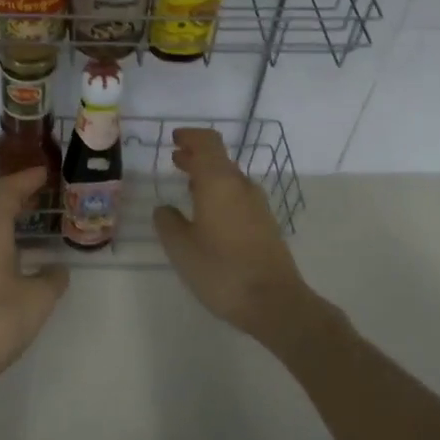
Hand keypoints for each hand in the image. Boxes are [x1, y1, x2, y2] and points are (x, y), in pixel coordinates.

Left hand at [0, 166, 69, 400]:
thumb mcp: (37, 299)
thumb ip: (52, 278)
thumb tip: (56, 269)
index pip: (6, 191)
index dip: (26, 178)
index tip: (47, 171)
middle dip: (20, 196)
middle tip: (48, 193)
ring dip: (11, 220)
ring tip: (38, 221)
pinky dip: (3, 240)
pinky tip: (21, 256)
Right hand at [153, 128, 328, 347]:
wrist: (274, 302)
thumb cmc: (221, 270)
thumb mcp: (181, 248)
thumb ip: (168, 223)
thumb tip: (164, 209)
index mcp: (219, 183)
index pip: (208, 143)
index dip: (190, 137)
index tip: (174, 139)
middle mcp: (241, 187)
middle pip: (219, 159)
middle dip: (196, 156)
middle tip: (175, 159)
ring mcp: (258, 206)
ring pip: (230, 179)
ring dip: (208, 177)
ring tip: (188, 187)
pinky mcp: (266, 225)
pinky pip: (239, 197)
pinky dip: (220, 194)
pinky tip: (208, 214)